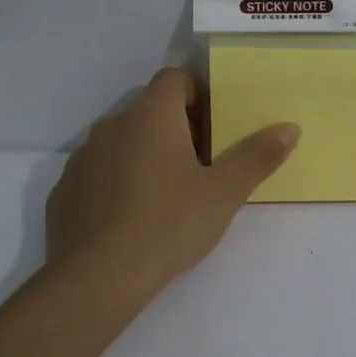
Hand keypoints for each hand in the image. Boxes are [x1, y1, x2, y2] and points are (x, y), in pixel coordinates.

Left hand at [43, 68, 298, 308]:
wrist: (97, 278)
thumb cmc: (169, 224)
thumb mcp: (225, 193)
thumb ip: (258, 156)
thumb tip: (290, 127)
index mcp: (152, 116)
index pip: (174, 78)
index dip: (198, 95)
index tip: (215, 128)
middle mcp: (113, 125)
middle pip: (149, 109)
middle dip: (176, 128)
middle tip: (201, 166)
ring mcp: (83, 157)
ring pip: (122, 141)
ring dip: (145, 154)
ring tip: (167, 195)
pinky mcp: (64, 190)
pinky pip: (98, 172)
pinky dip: (117, 182)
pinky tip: (131, 219)